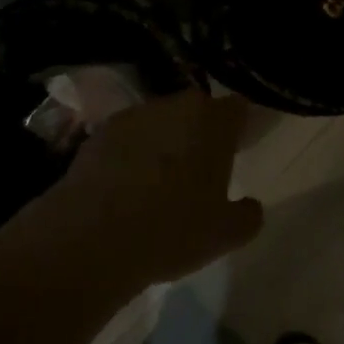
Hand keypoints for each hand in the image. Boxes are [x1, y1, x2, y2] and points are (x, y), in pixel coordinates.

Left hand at [40, 89, 262, 292]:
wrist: (92, 237)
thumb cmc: (172, 230)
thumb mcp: (225, 235)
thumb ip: (248, 215)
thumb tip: (251, 205)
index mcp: (213, 122)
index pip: (237, 108)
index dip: (239, 126)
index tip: (239, 148)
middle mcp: (175, 106)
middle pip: (196, 110)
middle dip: (201, 132)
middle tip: (201, 167)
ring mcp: (133, 116)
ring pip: (159, 122)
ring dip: (164, 141)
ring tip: (159, 180)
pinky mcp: (99, 133)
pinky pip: (127, 138)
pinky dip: (131, 153)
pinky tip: (126, 186)